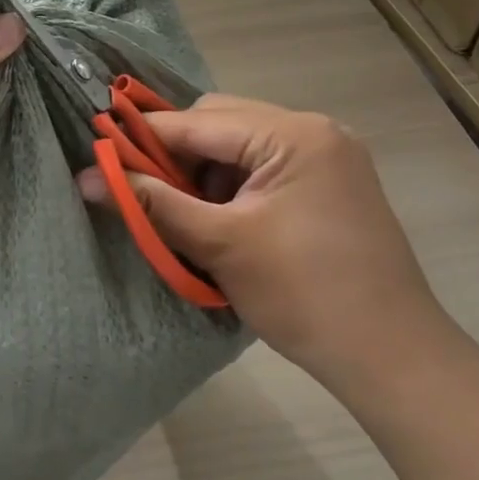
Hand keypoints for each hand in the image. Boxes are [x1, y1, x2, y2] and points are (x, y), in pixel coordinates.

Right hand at [77, 94, 460, 394]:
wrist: (391, 358)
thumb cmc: (303, 295)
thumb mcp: (218, 245)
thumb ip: (150, 203)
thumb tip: (86, 177)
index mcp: (294, 135)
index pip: (198, 122)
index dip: (144, 138)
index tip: (100, 156)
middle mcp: (314, 131)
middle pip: (219, 122)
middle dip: (177, 155)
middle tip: (149, 194)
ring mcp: (327, 156)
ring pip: (238, 144)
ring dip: (204, 171)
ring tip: (188, 214)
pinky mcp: (329, 183)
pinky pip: (262, 165)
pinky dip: (232, 185)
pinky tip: (223, 220)